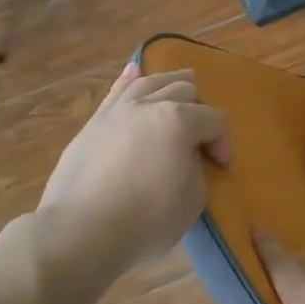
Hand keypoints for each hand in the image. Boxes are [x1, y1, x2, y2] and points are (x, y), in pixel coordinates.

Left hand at [31, 62, 229, 287]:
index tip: (221, 168)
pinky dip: (129, 79)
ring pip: (150, 83)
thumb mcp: (193, 200)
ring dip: (171, 82)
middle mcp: (149, 105)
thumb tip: (186, 158)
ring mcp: (118, 111)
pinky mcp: (94, 124)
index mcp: (179, 120)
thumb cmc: (145, 219)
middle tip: (200, 139)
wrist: (80, 232)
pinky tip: (134, 71)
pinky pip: (116, 92)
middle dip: (200, 110)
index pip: (214, 119)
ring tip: (183, 84)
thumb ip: (197, 169)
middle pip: (184, 92)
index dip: (223, 142)